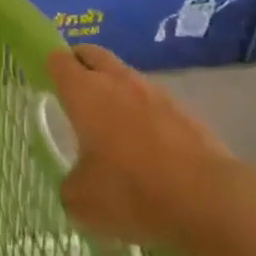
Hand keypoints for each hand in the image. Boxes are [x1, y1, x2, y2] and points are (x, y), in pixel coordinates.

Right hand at [51, 44, 255, 255]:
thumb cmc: (132, 193)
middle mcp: (118, 82)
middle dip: (80, 65)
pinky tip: (148, 147)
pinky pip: (154, 103)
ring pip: (125, 77)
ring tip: (112, 125)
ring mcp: (156, 93)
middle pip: (92, 54)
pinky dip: (145, 115)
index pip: (58, 60)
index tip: (46, 83)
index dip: (48, 67)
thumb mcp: (82, 202)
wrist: (209, 201)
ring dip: (115, 90)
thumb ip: (70, 185)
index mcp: (85, 92)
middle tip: (74, 92)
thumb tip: (77, 182)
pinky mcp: (186, 113)